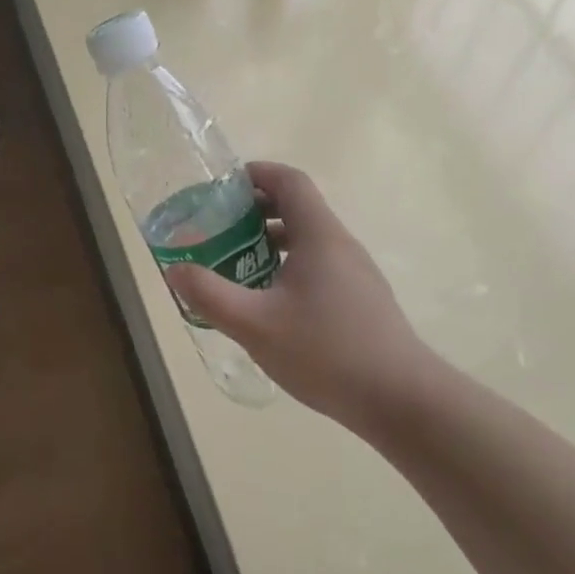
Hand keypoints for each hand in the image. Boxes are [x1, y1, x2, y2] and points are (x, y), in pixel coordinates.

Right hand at [166, 162, 440, 433]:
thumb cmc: (325, 352)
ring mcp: (355, 274)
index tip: (221, 187)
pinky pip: (317, 268)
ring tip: (234, 265)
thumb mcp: (254, 324)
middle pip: (297, 209)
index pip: (289, 181)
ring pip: (307, 242)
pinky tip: (267, 304)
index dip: (256, 173)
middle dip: (254, 212)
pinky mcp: (360, 300)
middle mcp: (340, 245)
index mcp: (319, 236)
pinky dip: (286, 268)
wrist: (399, 399)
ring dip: (268, 243)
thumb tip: (175, 270)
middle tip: (216, 229)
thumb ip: (209, 295)